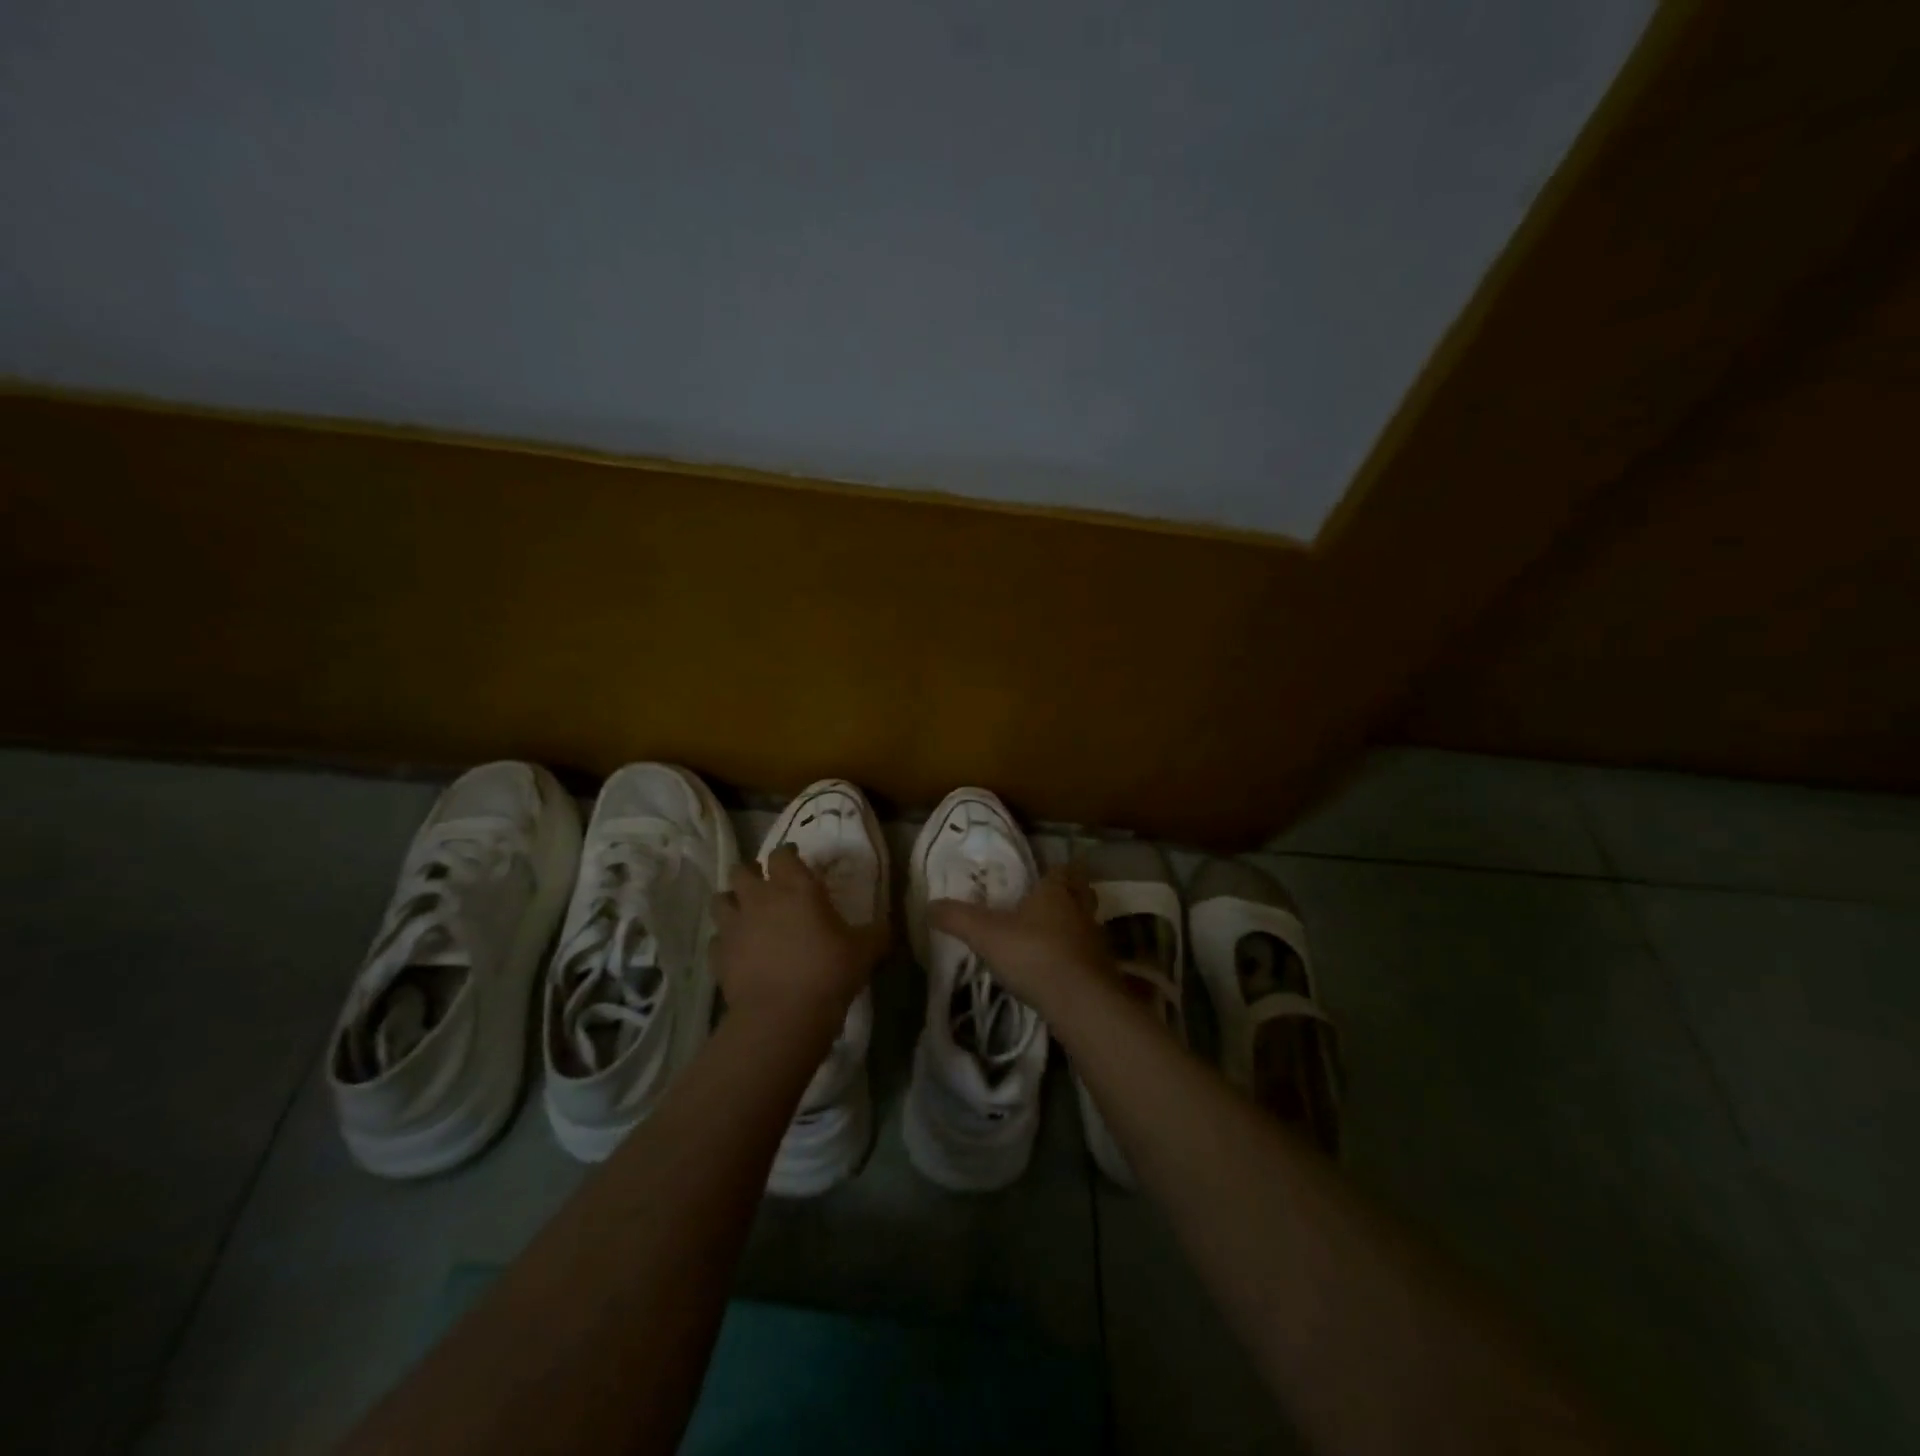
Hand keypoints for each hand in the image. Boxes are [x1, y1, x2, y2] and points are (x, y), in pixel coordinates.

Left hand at [712, 845, 884, 1032]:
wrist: (782, 1016)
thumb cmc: (827, 972)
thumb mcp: (865, 950)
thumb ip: (875, 932)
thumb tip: (886, 925)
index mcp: (795, 887)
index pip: (782, 854)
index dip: (787, 855)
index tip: (796, 861)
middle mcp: (759, 898)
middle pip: (741, 870)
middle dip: (751, 874)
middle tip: (767, 887)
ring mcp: (734, 926)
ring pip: (720, 900)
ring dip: (732, 903)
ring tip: (745, 914)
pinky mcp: (718, 956)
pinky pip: (717, 939)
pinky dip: (725, 941)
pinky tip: (738, 952)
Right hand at [927, 865, 1112, 1013]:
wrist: (1080, 1001)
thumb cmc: (1033, 954)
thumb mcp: (985, 935)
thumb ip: (957, 918)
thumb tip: (928, 905)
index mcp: (1056, 892)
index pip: (1061, 871)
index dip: (1052, 872)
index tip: (1039, 877)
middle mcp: (1080, 910)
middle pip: (1081, 893)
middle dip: (1067, 896)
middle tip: (1045, 904)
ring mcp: (1095, 941)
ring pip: (1085, 924)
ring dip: (1071, 928)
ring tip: (1047, 939)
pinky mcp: (1101, 971)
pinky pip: (1087, 956)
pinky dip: (1074, 959)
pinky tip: (1056, 971)